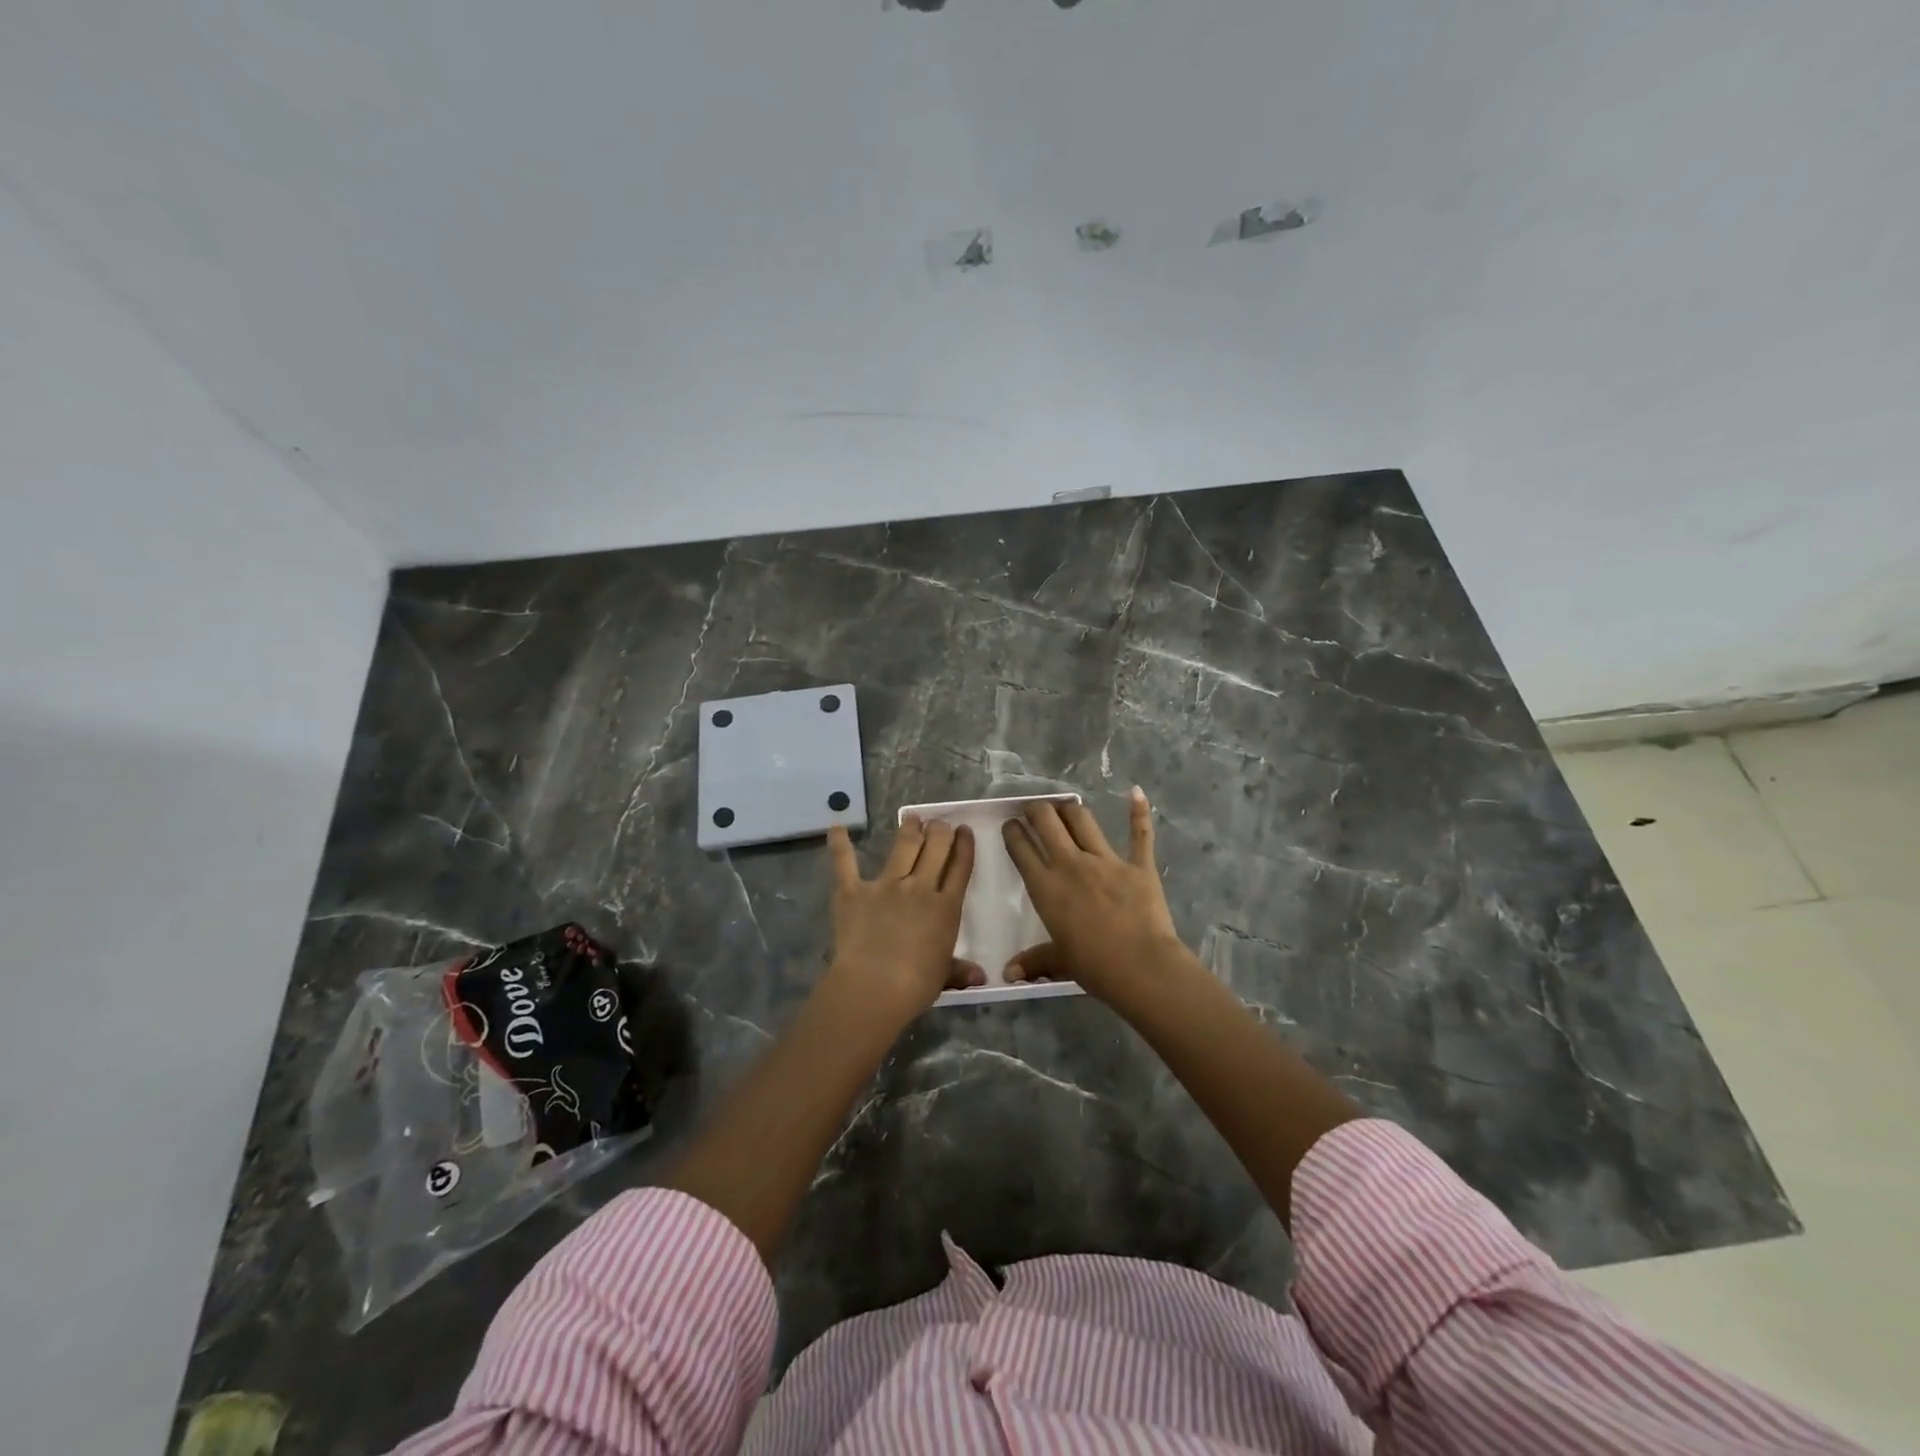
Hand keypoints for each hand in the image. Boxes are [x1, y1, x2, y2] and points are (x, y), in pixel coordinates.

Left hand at [826, 817, 982, 1020]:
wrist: (875, 986)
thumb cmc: (916, 986)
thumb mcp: (944, 976)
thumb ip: (960, 970)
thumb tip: (981, 977)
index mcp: (946, 908)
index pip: (960, 868)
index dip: (964, 846)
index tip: (964, 831)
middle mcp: (920, 888)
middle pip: (935, 848)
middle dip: (940, 831)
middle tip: (940, 823)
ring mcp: (886, 885)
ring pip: (903, 847)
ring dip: (910, 829)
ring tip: (912, 818)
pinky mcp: (854, 891)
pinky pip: (845, 863)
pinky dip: (840, 844)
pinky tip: (836, 827)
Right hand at [1002, 788, 1196, 1002]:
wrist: (1141, 967)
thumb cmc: (1094, 966)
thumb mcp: (1059, 961)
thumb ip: (1034, 962)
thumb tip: (1008, 975)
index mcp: (1046, 887)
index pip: (1021, 849)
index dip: (1013, 832)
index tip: (1010, 824)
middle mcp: (1071, 864)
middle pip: (1047, 822)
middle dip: (1037, 810)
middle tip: (1034, 810)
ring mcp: (1106, 860)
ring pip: (1083, 820)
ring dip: (1070, 809)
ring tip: (1065, 806)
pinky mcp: (1138, 864)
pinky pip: (1139, 834)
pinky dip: (1138, 811)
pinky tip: (1135, 792)